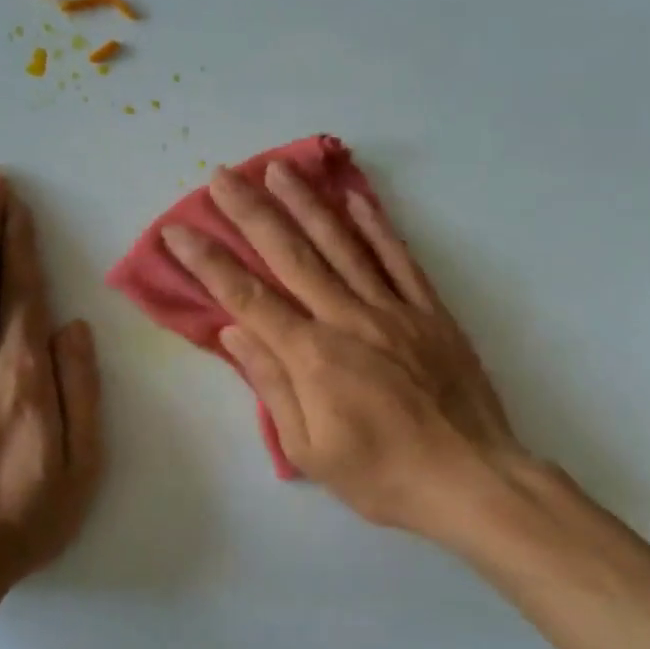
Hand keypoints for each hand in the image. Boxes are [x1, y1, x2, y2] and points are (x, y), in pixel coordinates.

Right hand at [160, 161, 528, 546]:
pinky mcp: (430, 311)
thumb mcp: (310, 450)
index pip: (247, 298)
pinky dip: (376, 226)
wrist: (471, 479)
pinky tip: (356, 198)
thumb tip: (235, 331)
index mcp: (312, 356)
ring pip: (343, 244)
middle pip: (291, 255)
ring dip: (307, 203)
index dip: (209, 263)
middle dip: (251, 212)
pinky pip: (398, 258)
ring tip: (279, 168)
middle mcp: (348, 318)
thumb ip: (272, 385)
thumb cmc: (382, 476)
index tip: (178, 232)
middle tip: (221, 176)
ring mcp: (392, 309)